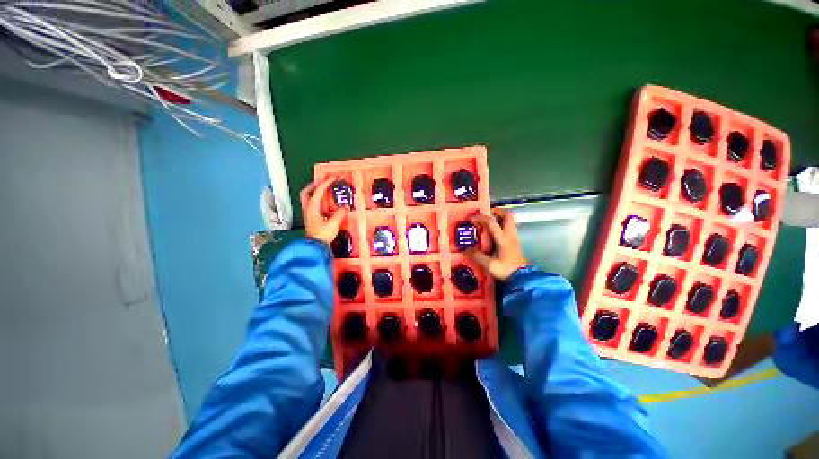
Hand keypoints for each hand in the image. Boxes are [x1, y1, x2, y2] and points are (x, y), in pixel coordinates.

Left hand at [300, 177, 347, 244]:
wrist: (315, 248)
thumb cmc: (322, 234)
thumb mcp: (333, 223)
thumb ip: (339, 213)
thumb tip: (345, 207)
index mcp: (312, 207)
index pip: (318, 191)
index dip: (325, 183)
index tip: (333, 177)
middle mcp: (308, 209)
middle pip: (306, 192)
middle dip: (314, 185)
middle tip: (323, 182)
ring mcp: (309, 214)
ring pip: (309, 199)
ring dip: (316, 193)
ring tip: (326, 191)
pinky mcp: (312, 219)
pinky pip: (314, 205)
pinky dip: (319, 201)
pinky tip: (327, 204)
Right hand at [466, 208, 527, 280]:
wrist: (522, 278)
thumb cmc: (506, 270)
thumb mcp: (489, 265)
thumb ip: (477, 256)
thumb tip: (466, 250)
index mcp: (503, 239)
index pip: (491, 222)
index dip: (480, 217)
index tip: (471, 219)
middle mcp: (510, 235)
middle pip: (507, 215)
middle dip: (495, 212)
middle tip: (485, 215)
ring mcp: (514, 237)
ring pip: (510, 220)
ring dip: (499, 217)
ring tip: (487, 222)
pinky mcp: (514, 241)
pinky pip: (509, 227)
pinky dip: (501, 225)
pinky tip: (492, 233)